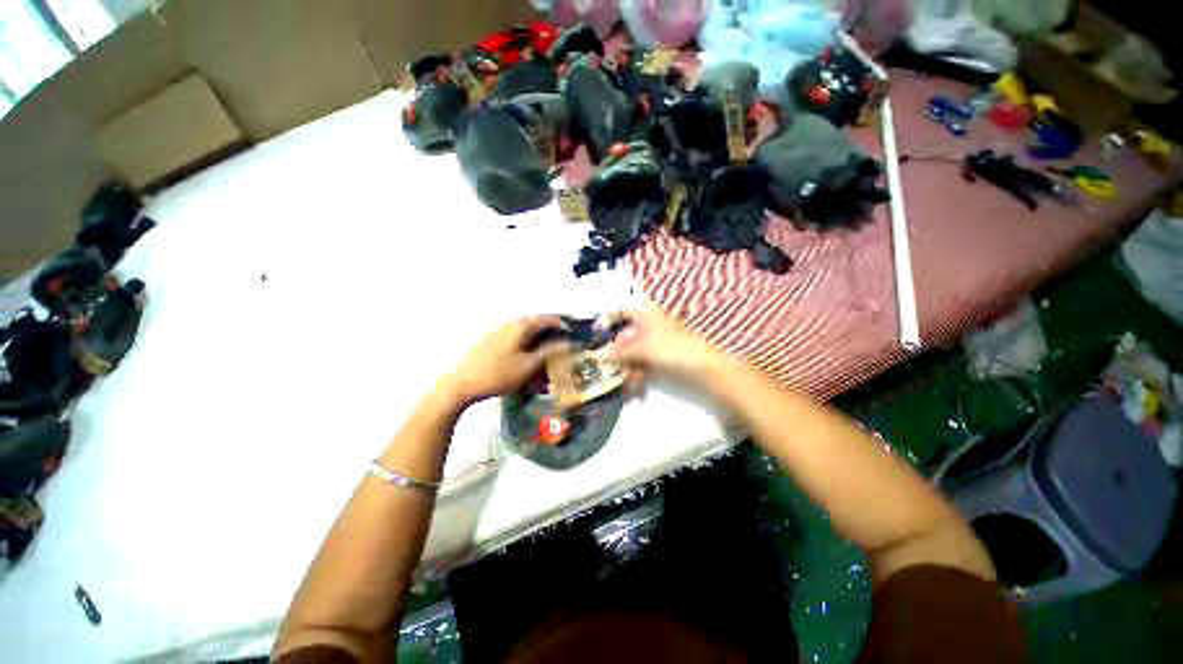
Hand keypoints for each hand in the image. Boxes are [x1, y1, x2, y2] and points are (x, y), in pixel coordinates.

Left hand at [445, 316, 570, 404]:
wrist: (462, 384)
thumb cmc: (499, 374)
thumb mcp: (529, 365)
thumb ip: (551, 352)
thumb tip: (570, 343)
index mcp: (520, 326)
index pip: (547, 319)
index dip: (562, 325)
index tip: (572, 334)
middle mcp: (509, 324)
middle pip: (535, 324)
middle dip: (549, 334)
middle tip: (560, 347)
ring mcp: (497, 331)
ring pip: (524, 332)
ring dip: (536, 340)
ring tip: (544, 354)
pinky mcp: (489, 340)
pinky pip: (514, 337)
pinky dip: (524, 344)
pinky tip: (525, 357)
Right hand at [598, 305, 720, 382]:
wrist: (706, 369)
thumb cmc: (673, 349)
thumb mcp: (643, 348)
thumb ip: (618, 351)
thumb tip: (594, 355)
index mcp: (645, 314)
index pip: (619, 312)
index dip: (605, 321)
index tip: (593, 336)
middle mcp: (647, 326)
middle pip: (622, 338)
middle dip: (614, 356)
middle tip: (605, 369)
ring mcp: (653, 343)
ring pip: (630, 354)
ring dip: (625, 370)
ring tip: (624, 385)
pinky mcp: (659, 359)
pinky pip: (640, 365)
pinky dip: (636, 376)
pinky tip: (635, 391)